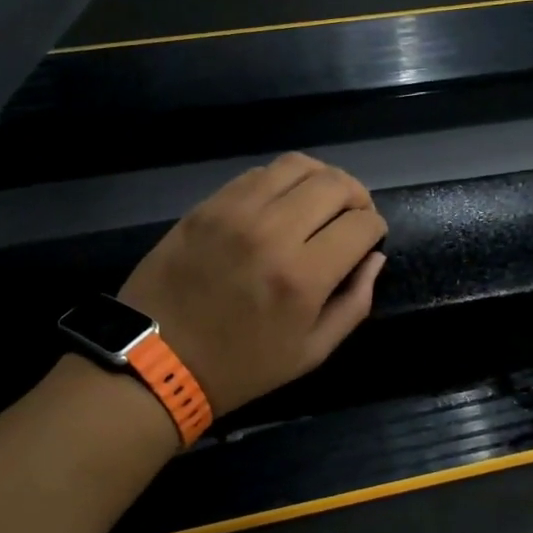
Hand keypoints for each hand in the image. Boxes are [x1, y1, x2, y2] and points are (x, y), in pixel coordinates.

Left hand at [118, 154, 387, 416]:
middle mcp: (273, 232)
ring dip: (322, 180)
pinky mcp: (208, 205)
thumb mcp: (312, 352)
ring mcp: (235, 212)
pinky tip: (282, 203)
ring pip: (298, 165)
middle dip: (357, 196)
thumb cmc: (241, 366)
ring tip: (321, 201)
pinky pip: (258, 173)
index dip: (375, 229)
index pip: (361, 224)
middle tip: (353, 216)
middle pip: (335, 184)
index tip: (370, 240)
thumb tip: (374, 258)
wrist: (157, 360)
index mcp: (302, 277)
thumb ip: (354, 303)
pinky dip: (282, 182)